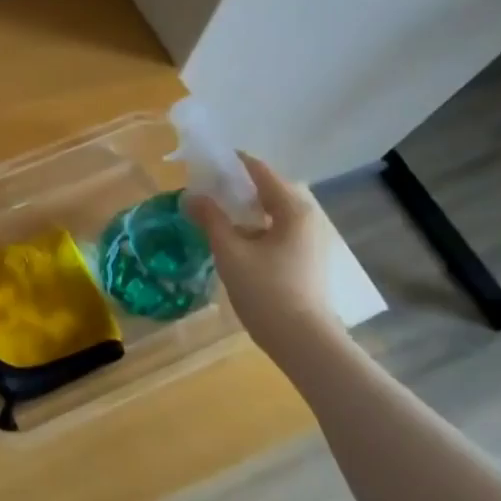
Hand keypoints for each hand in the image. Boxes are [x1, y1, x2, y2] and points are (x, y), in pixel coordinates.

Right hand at [186, 153, 337, 352]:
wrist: (302, 339)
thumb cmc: (266, 291)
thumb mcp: (230, 252)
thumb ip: (210, 219)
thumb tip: (191, 196)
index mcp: (293, 208)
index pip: (261, 171)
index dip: (233, 163)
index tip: (206, 161)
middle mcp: (308, 217)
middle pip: (270, 189)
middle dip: (239, 186)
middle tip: (208, 188)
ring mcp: (310, 239)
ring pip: (274, 212)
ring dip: (246, 208)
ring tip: (216, 212)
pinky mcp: (306, 258)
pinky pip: (277, 229)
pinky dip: (256, 226)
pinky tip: (235, 239)